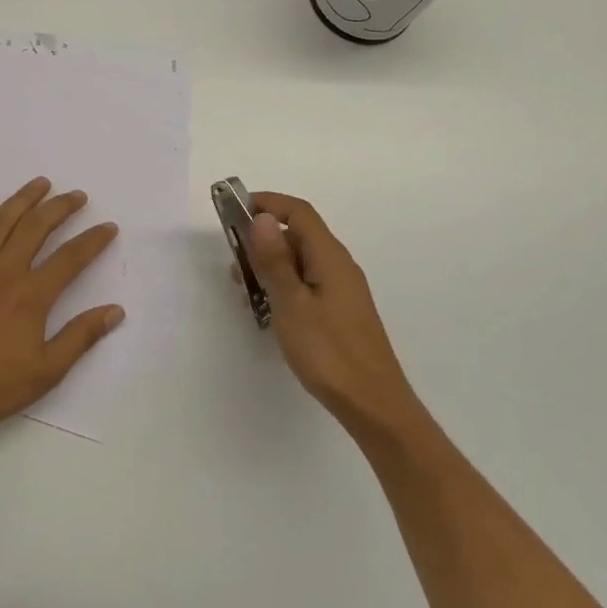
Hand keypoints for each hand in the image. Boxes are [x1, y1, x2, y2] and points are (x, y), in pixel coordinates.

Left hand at [0, 178, 123, 442]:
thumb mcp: (47, 371)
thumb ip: (81, 336)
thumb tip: (116, 310)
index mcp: (31, 295)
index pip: (71, 258)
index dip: (93, 240)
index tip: (109, 227)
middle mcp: (3, 272)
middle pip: (36, 228)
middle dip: (61, 207)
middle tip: (78, 196)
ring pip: (1, 222)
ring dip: (22, 199)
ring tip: (41, 183)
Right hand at [245, 192, 419, 437]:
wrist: (372, 403)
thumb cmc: (328, 352)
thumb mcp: (292, 303)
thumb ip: (275, 260)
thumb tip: (262, 219)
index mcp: (330, 257)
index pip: (299, 212)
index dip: (268, 204)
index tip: (235, 210)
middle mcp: (338, 266)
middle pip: (298, 235)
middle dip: (263, 240)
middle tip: (234, 263)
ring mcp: (342, 290)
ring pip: (301, 262)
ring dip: (271, 266)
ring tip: (245, 290)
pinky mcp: (340, 312)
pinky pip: (306, 284)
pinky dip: (283, 286)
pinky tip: (267, 310)